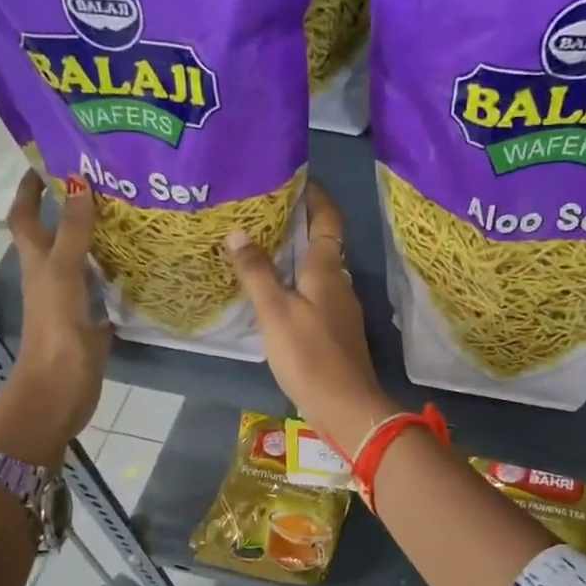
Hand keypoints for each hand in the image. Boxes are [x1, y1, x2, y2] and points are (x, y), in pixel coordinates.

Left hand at [0, 172, 110, 464]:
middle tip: (102, 186)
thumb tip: (80, 182)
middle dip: (69, 209)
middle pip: (55, 236)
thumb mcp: (64, 273)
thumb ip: (75, 231)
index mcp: (37, 262)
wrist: (60, 389)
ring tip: (126, 219)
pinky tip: (139, 269)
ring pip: (80, 263)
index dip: (30, 189)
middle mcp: (50, 277)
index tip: (47, 162)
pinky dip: (115, 278)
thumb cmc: (56, 329)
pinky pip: (102, 292)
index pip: (26, 217)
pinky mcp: (90, 324)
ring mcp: (70, 302)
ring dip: (95, 241)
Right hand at [226, 181, 396, 449]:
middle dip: (298, 225)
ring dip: (295, 257)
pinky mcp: (336, 333)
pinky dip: (296, 285)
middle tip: (263, 213)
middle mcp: (340, 284)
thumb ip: (257, 272)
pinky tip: (274, 295)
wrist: (346, 407)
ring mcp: (340, 310)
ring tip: (261, 250)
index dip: (316, 196)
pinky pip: (315, 296)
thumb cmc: (310, 355)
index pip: (328, 219)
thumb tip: (239, 232)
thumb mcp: (275, 311)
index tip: (296, 178)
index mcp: (328, 270)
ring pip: (317, 272)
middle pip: (322, 244)